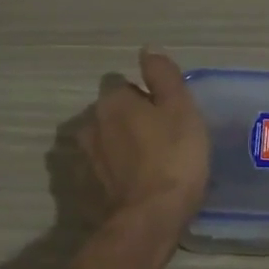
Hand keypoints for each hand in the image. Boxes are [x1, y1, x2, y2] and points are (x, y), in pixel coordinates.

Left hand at [77, 49, 209, 234]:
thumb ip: (164, 76)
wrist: (151, 217)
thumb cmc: (173, 156)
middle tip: (164, 139)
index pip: (125, 85)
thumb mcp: (181, 108)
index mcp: (112, 101)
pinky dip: (118, 172)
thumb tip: (147, 51)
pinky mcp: (89, 187)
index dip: (148, 97)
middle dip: (132, 121)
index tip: (168, 115)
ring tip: (151, 164)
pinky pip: (106, 169)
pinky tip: (138, 184)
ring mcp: (87, 158)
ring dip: (123, 147)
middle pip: (114, 113)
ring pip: (108, 141)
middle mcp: (91, 124)